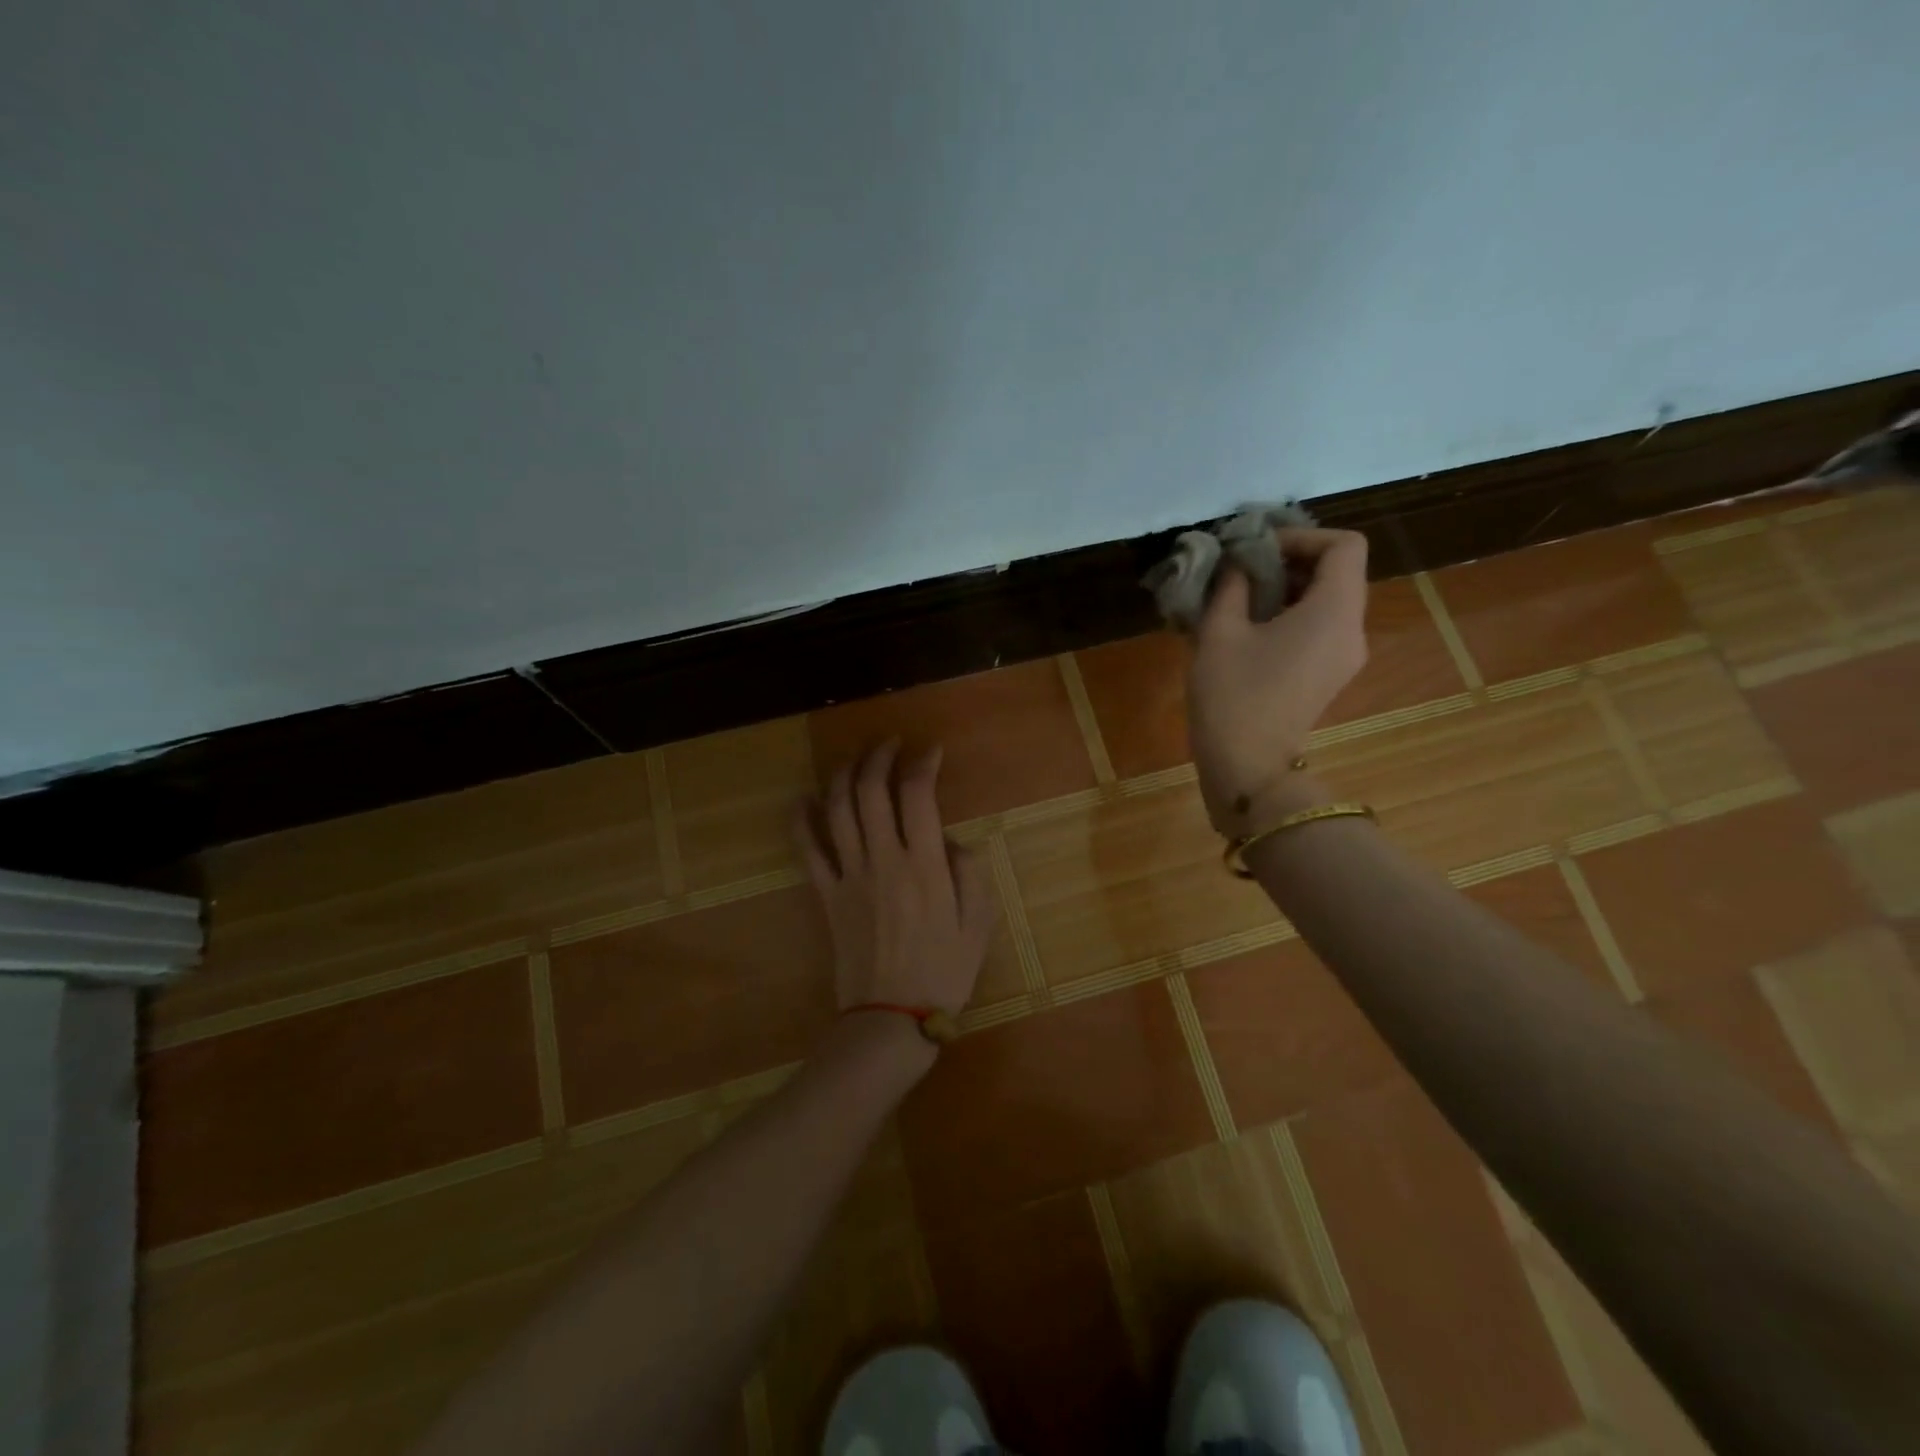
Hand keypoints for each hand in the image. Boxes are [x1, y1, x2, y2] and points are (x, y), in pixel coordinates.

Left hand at [797, 740, 996, 1014]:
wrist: (891, 1018)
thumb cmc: (943, 973)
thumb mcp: (978, 924)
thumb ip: (969, 872)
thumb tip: (949, 839)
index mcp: (924, 866)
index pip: (918, 796)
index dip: (923, 764)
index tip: (932, 752)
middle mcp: (884, 861)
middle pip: (872, 791)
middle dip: (879, 757)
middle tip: (890, 744)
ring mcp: (849, 876)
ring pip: (838, 810)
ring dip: (844, 776)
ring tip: (855, 759)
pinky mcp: (827, 895)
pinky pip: (808, 850)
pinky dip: (802, 820)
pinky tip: (803, 798)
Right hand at [1188, 528, 1369, 830]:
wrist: (1247, 766)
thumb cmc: (1232, 695)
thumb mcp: (1220, 631)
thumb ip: (1231, 585)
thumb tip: (1238, 562)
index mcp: (1334, 611)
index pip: (1344, 546)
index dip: (1302, 536)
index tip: (1258, 549)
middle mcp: (1352, 628)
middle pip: (1339, 571)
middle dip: (1291, 560)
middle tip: (1243, 569)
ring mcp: (1345, 656)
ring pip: (1329, 599)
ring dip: (1289, 588)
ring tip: (1241, 597)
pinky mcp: (1330, 675)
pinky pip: (1321, 627)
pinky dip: (1292, 614)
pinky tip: (1251, 629)